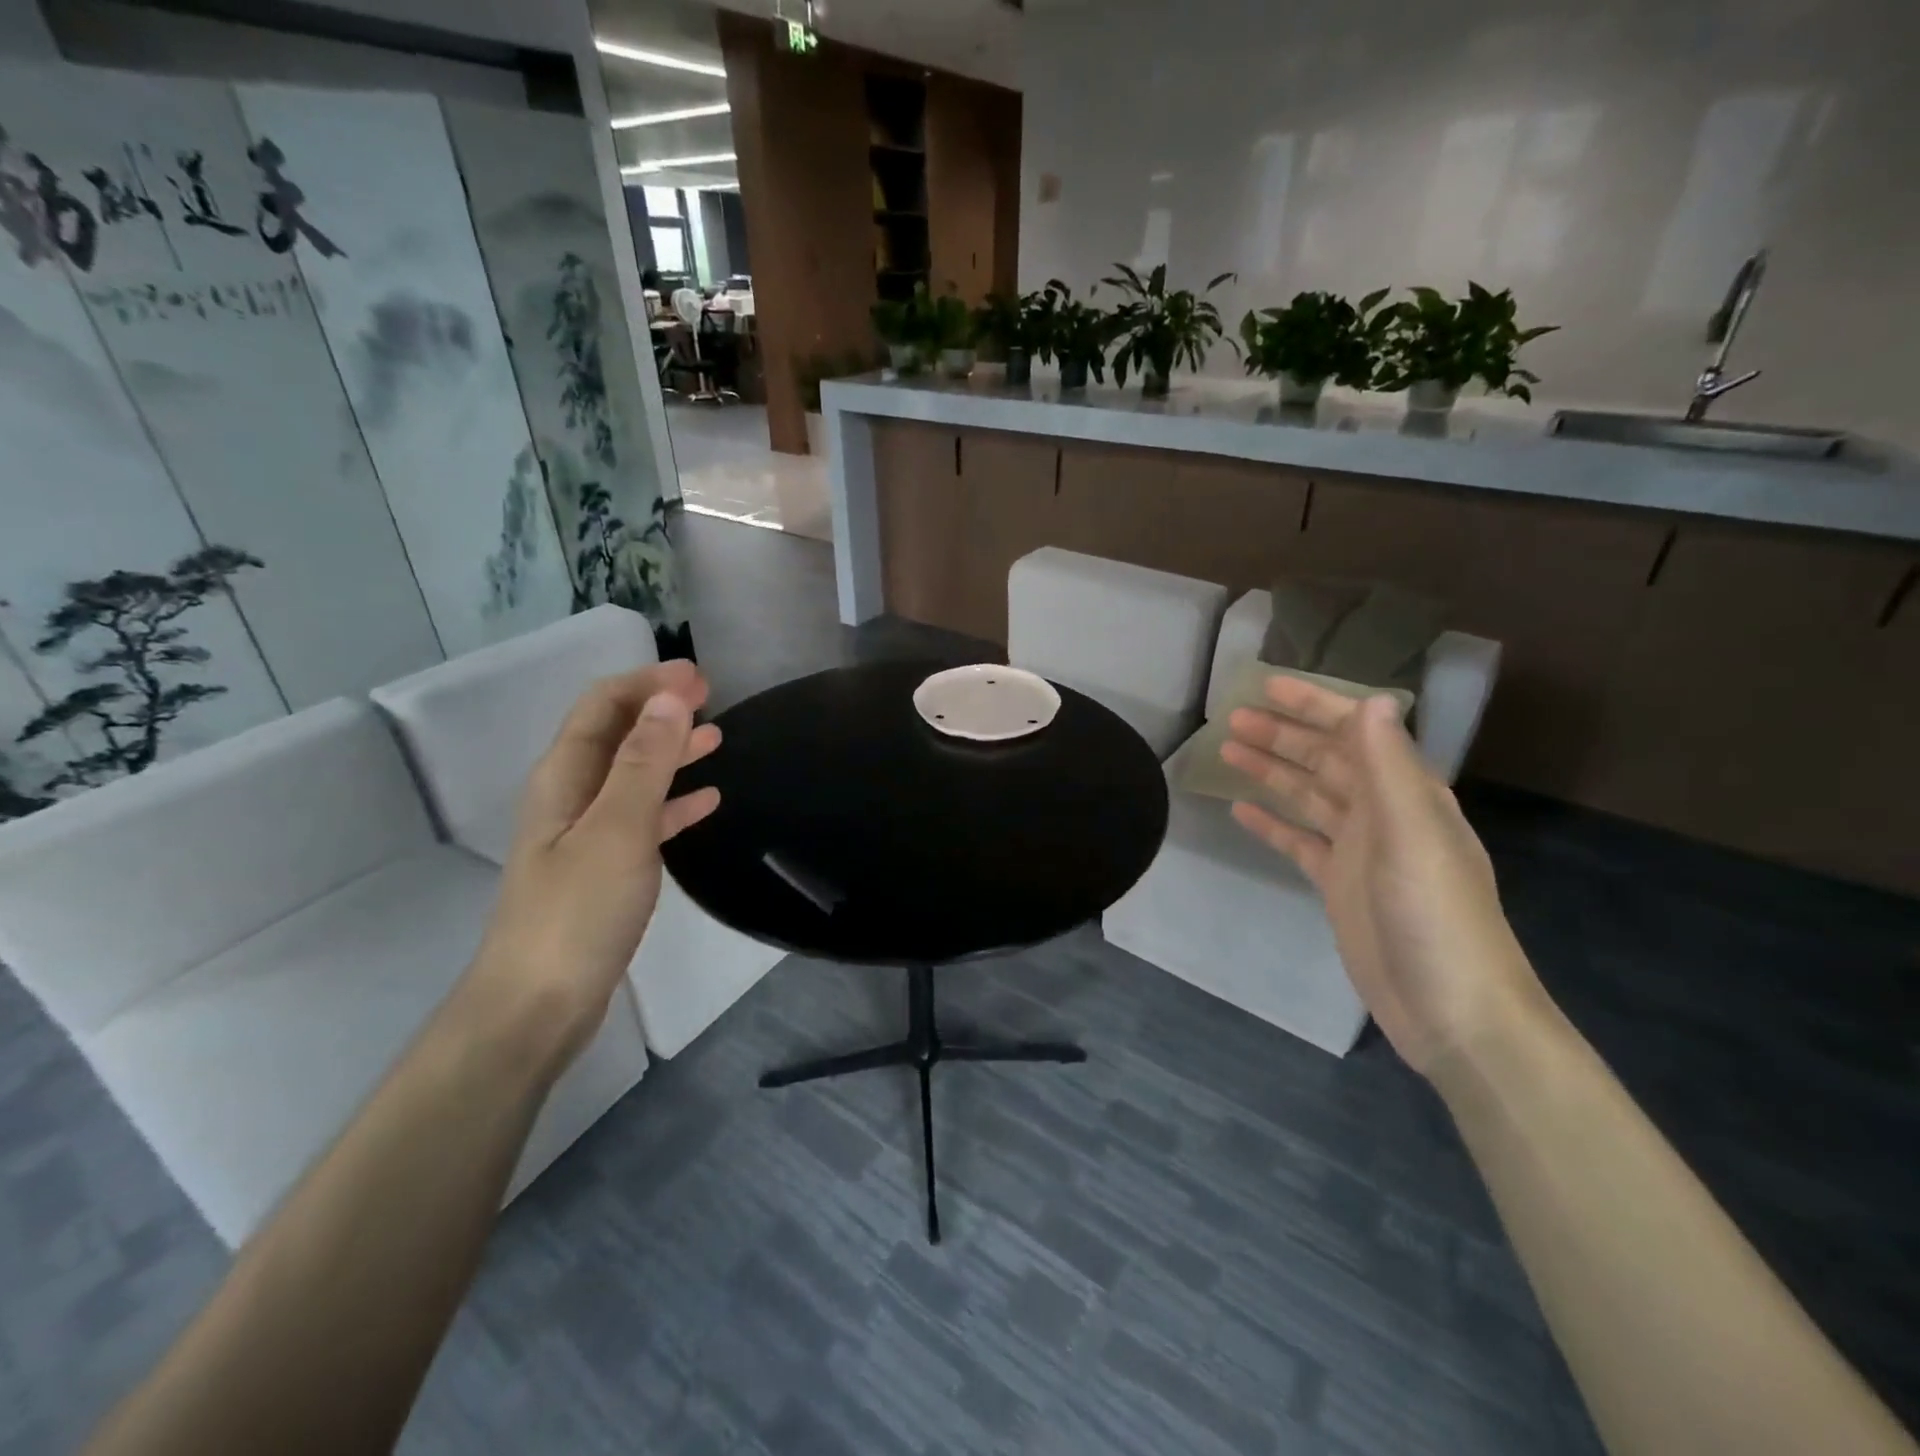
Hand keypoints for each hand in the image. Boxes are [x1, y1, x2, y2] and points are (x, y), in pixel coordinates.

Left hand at [467, 662, 721, 1059]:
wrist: (539, 1005)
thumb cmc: (578, 912)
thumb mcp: (618, 829)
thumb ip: (646, 762)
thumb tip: (671, 698)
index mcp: (564, 777)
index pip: (603, 705)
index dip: (649, 683)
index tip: (701, 678)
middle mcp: (571, 796)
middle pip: (617, 734)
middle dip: (661, 709)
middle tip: (713, 698)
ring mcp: (586, 835)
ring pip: (634, 775)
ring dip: (672, 751)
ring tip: (718, 739)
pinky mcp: (604, 869)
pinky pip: (644, 819)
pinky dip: (674, 801)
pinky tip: (707, 802)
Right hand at [1221, 676, 1547, 1075]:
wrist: (1452, 1010)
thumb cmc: (1434, 915)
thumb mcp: (1412, 835)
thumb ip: (1388, 767)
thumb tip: (1371, 701)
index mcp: (1406, 793)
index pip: (1356, 732)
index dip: (1315, 705)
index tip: (1268, 686)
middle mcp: (1383, 813)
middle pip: (1326, 760)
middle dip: (1283, 734)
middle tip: (1231, 717)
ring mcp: (1359, 850)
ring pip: (1308, 796)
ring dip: (1271, 771)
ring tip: (1227, 750)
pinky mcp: (1338, 884)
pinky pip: (1299, 841)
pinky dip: (1272, 823)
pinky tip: (1241, 811)